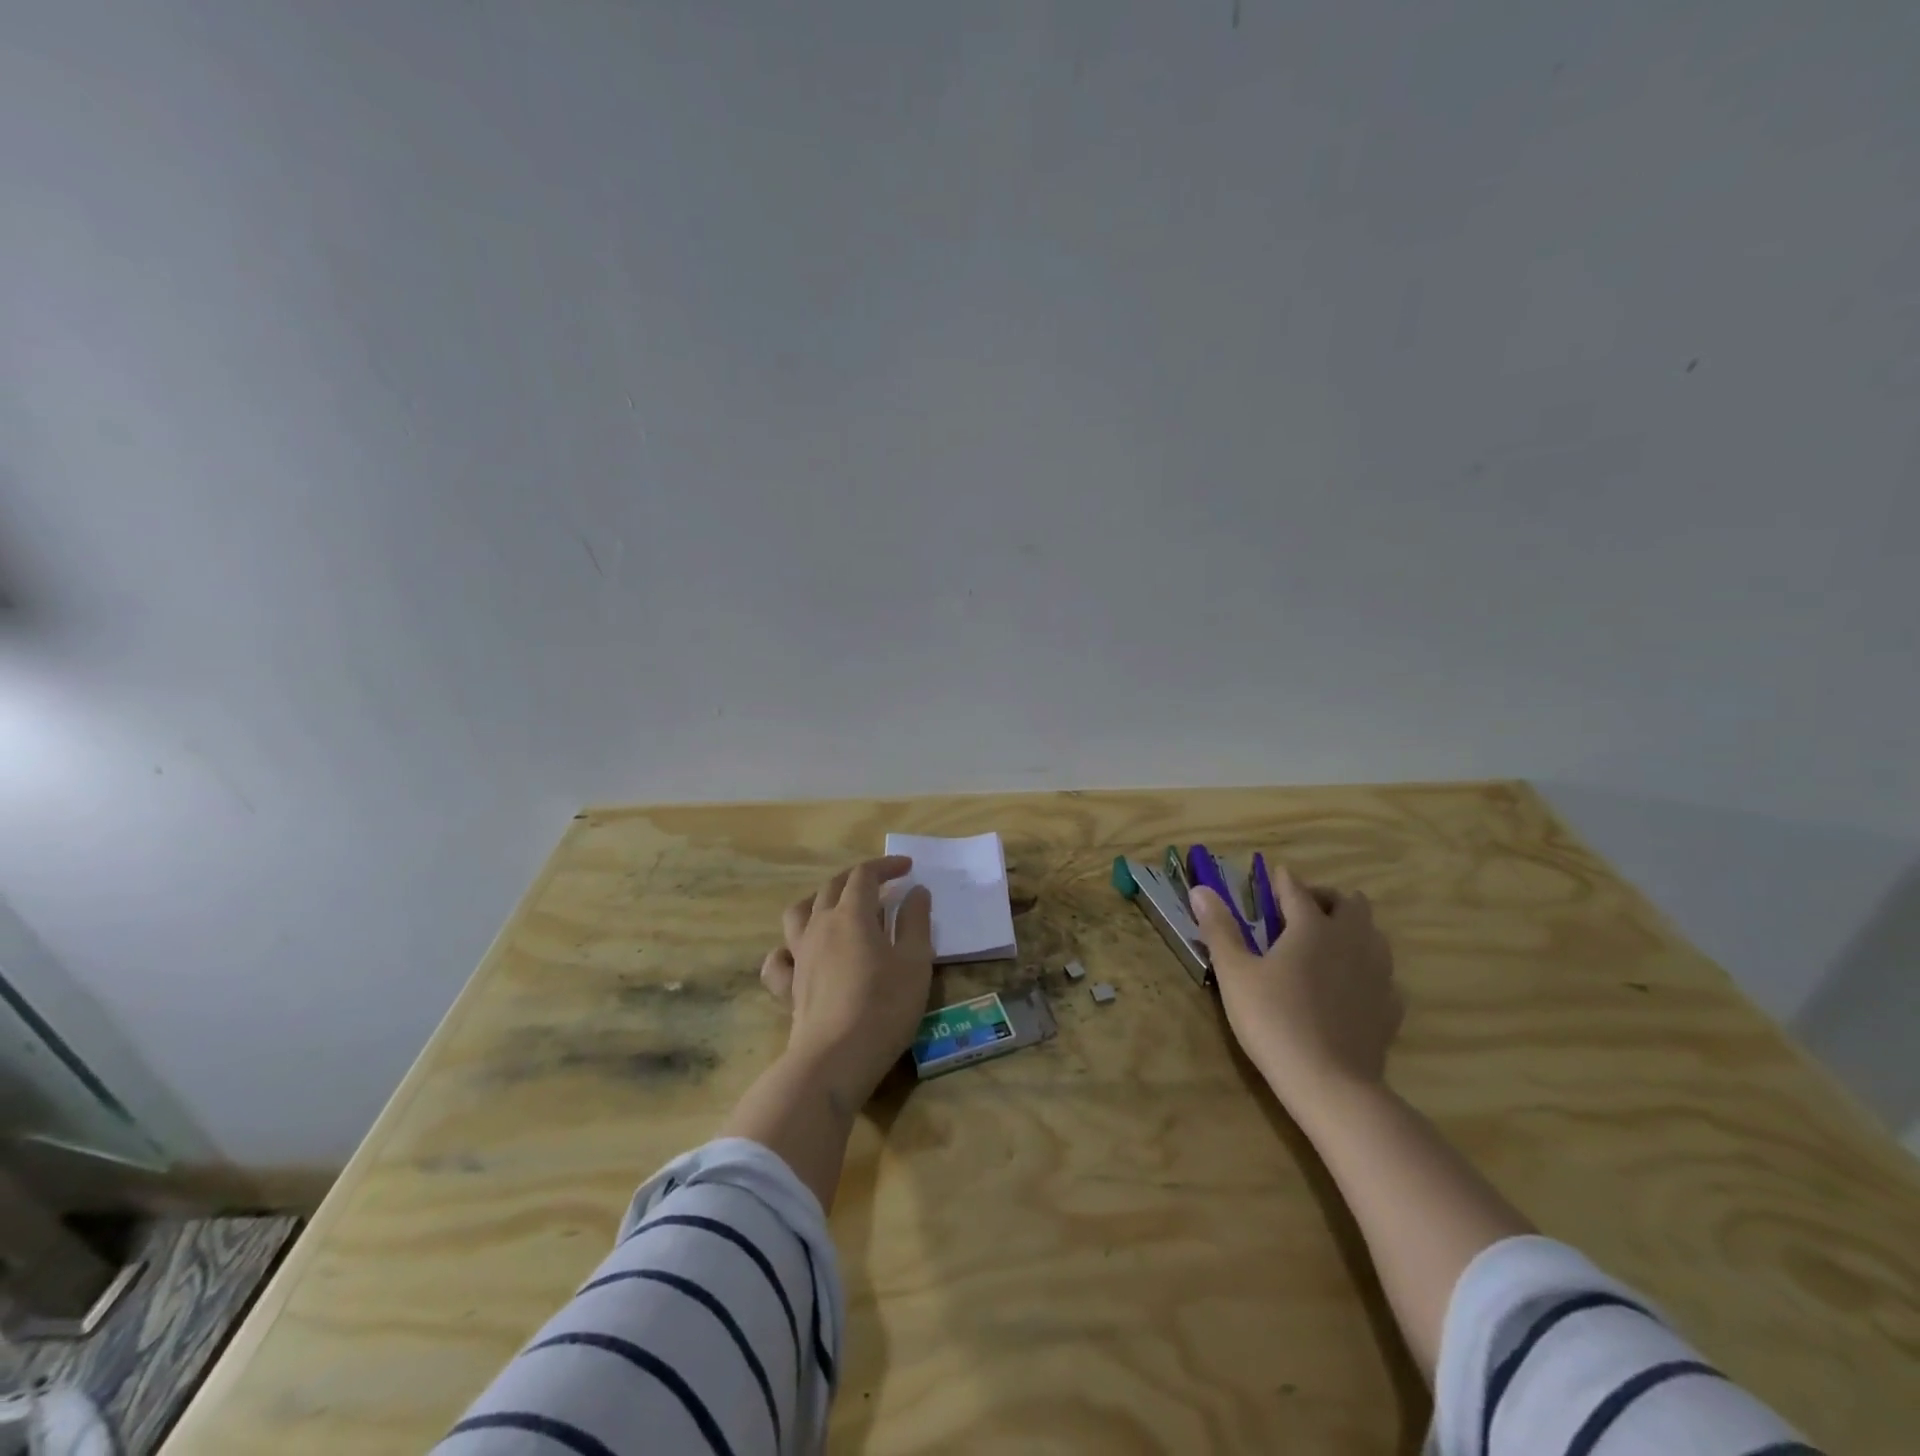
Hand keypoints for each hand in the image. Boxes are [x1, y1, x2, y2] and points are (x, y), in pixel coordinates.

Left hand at [760, 856, 934, 1103]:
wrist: (836, 1058)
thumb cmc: (884, 1006)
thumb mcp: (915, 962)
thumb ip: (916, 922)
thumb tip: (916, 891)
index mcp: (852, 914)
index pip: (865, 875)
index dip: (886, 867)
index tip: (907, 868)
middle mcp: (820, 925)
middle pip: (832, 887)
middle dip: (858, 878)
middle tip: (882, 885)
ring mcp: (799, 955)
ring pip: (799, 912)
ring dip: (819, 900)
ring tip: (837, 908)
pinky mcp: (788, 986)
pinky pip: (779, 958)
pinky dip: (788, 949)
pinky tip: (800, 955)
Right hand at [1189, 868, 1402, 1106]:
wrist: (1330, 1084)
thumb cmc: (1274, 1020)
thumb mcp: (1235, 973)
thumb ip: (1219, 929)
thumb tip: (1201, 889)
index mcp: (1312, 927)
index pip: (1297, 890)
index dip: (1282, 881)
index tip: (1272, 877)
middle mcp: (1351, 940)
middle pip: (1350, 903)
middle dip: (1325, 898)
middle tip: (1299, 912)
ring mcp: (1377, 973)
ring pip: (1373, 934)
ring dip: (1350, 929)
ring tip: (1324, 945)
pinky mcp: (1389, 1006)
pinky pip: (1382, 973)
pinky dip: (1364, 967)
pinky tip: (1347, 986)